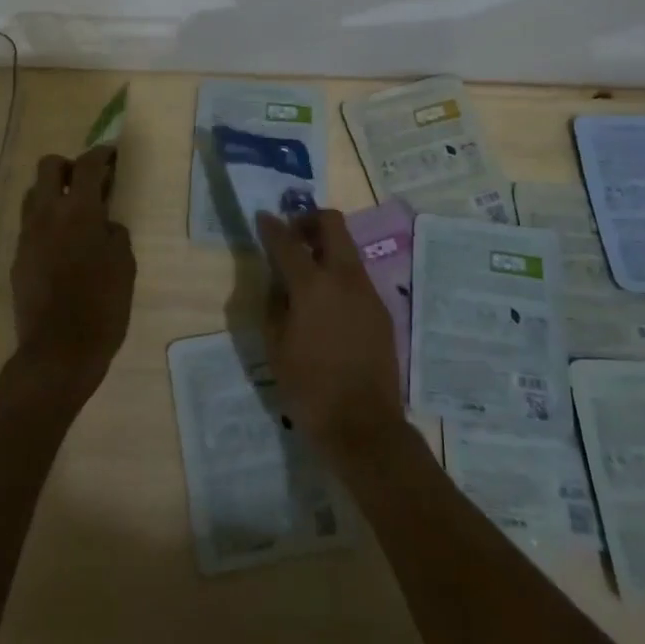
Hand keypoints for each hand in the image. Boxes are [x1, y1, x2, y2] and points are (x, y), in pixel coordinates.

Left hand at [10, 145, 135, 402]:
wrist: (58, 352)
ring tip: (75, 213)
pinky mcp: (18, 258)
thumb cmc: (102, 306)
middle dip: (69, 166)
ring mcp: (27, 236)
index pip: (87, 165)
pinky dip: (46, 223)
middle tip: (89, 182)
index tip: (112, 154)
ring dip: (53, 193)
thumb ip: (115, 233)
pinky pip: (30, 225)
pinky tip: (63, 246)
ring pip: (33, 194)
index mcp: (78, 210)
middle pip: (49, 167)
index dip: (102, 153)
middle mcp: (47, 214)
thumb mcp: (124, 265)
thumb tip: (104, 224)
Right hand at [257, 209, 404, 462]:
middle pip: (332, 224)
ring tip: (307, 272)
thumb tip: (279, 281)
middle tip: (292, 237)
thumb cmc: (309, 388)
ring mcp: (367, 292)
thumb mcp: (276, 346)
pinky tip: (327, 303)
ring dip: (326, 248)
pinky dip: (339, 274)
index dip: (272, 227)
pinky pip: (357, 277)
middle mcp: (344, 278)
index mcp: (313, 285)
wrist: (364, 426)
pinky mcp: (381, 310)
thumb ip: (275, 304)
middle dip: (309, 221)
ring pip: (347, 249)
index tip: (263, 217)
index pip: (287, 241)